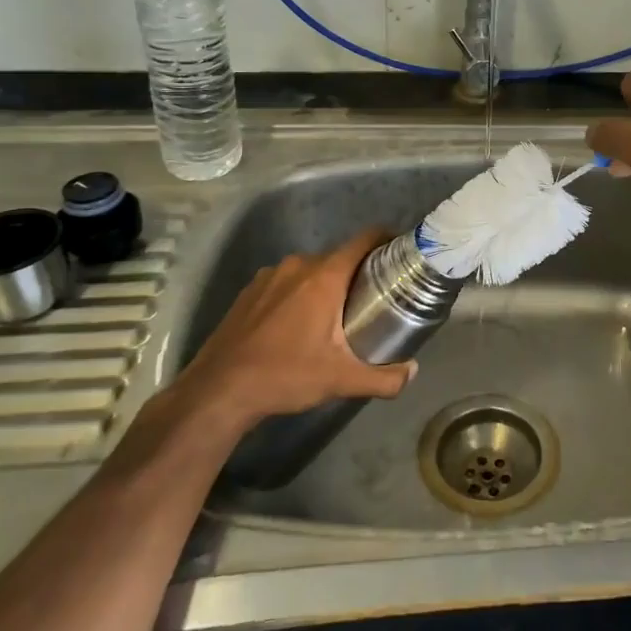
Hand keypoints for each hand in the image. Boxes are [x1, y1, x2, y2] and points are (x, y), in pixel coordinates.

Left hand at [165, 228, 415, 429]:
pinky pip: (286, 281)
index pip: (364, 239)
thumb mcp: (340, 380)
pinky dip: (299, 293)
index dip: (386, 239)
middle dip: (359, 272)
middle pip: (339, 256)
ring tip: (337, 313)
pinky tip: (298, 323)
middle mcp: (297, 265)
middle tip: (375, 297)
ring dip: (327, 284)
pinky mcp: (249, 291)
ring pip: (311, 270)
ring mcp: (269, 275)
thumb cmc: (284, 376)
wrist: (217, 392)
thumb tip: (412, 372)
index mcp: (324, 276)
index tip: (401, 253)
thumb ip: (383, 378)